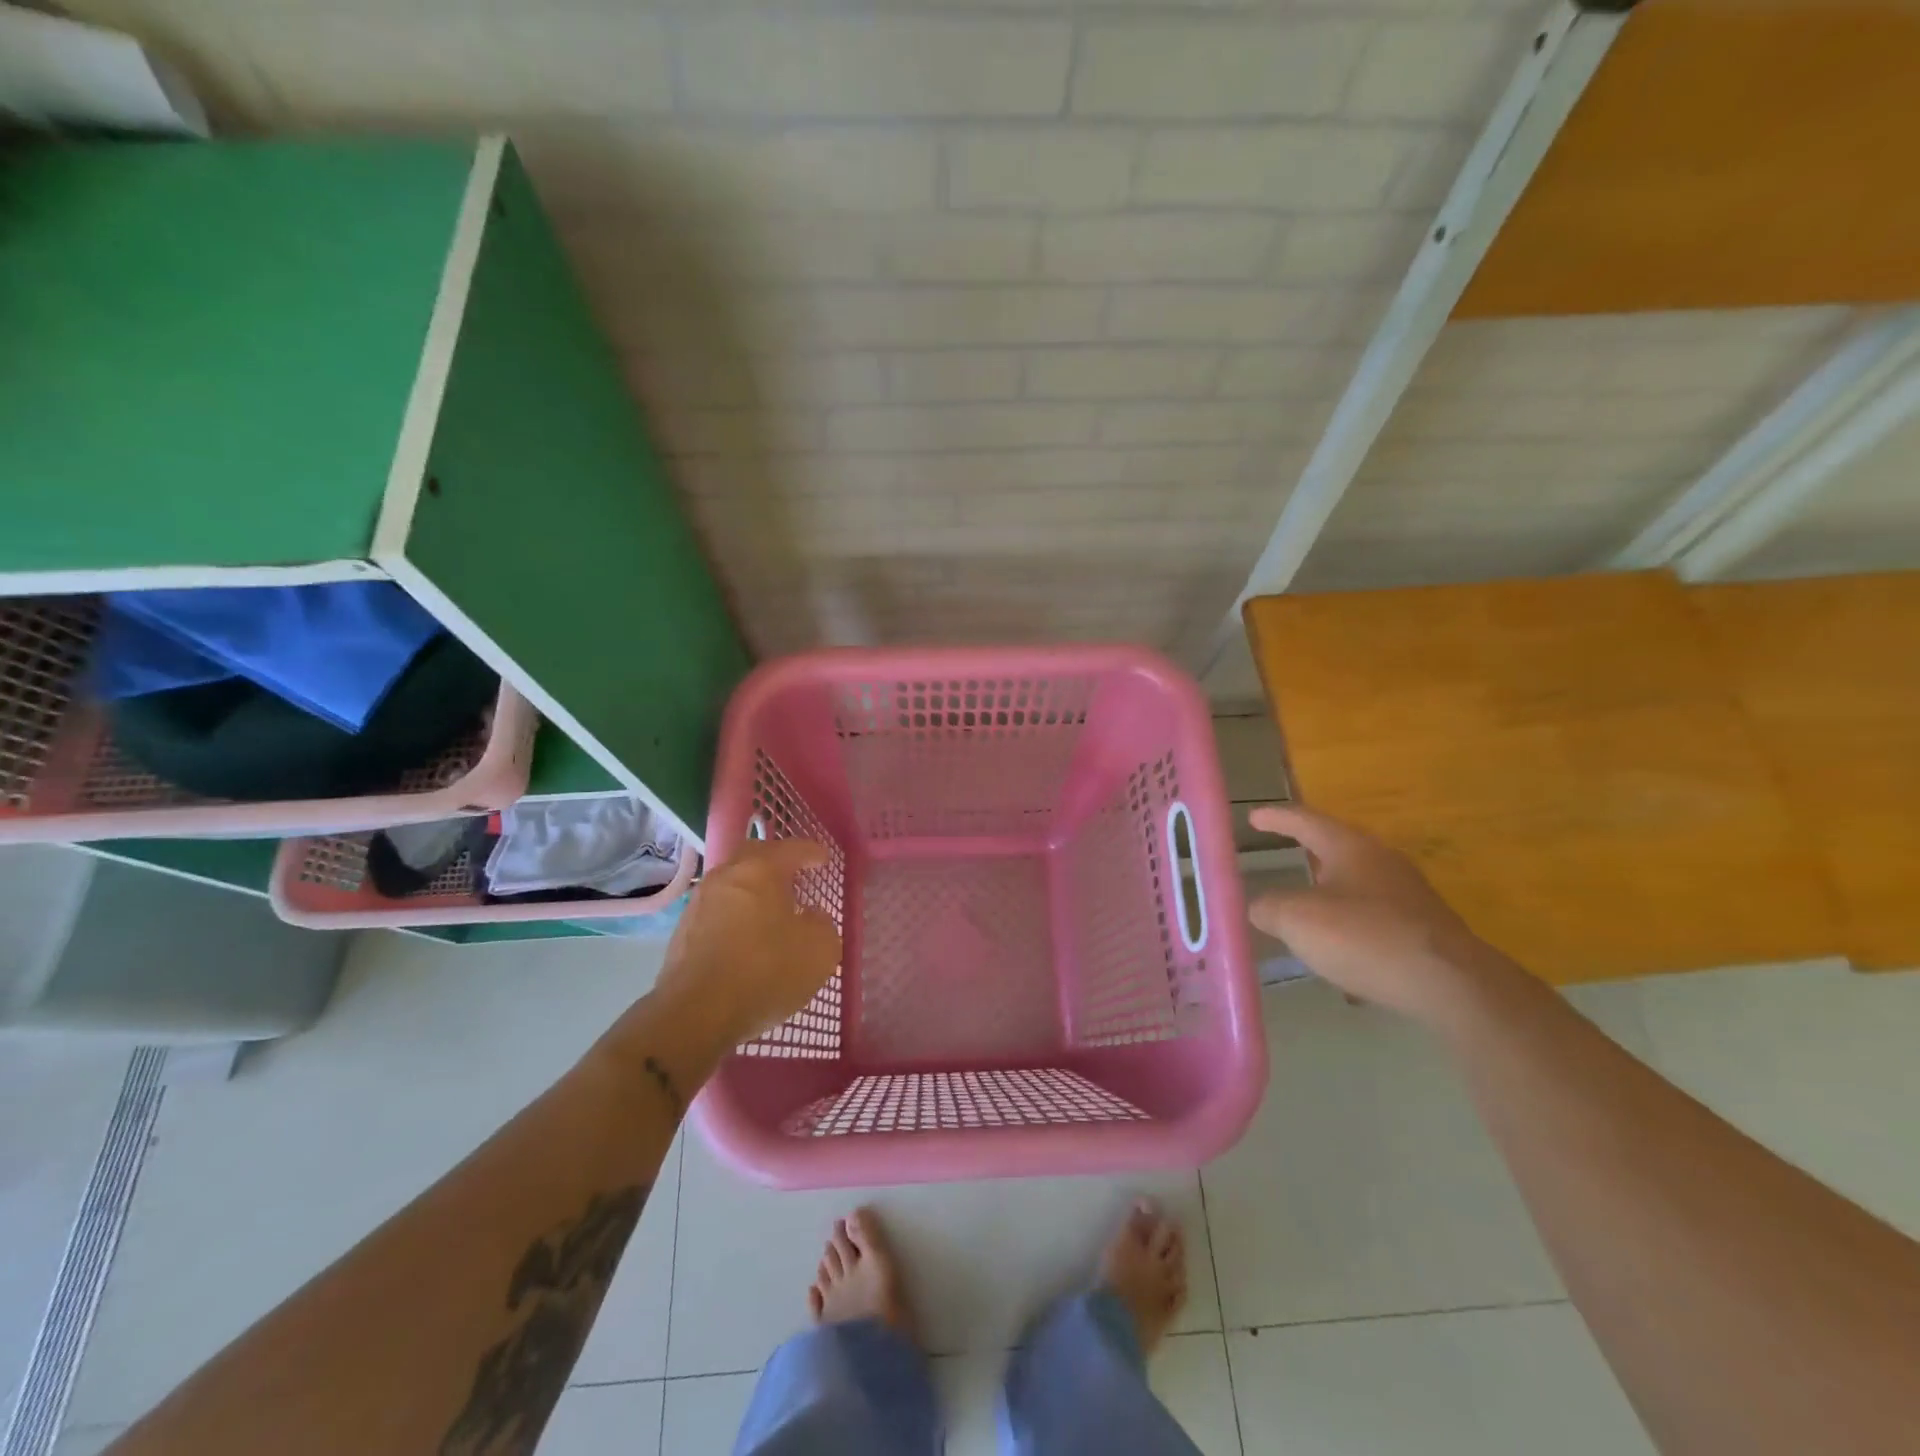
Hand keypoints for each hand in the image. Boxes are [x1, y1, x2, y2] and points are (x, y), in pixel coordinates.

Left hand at [652, 839, 842, 1054]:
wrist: (696, 1014)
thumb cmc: (766, 971)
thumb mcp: (819, 950)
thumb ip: (822, 925)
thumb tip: (811, 916)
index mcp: (760, 870)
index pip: (791, 849)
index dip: (811, 852)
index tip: (823, 859)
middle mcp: (726, 877)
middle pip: (754, 857)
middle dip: (776, 862)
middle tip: (794, 875)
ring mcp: (699, 904)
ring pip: (732, 884)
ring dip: (753, 890)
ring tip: (771, 909)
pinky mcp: (683, 933)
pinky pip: (718, 911)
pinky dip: (736, 915)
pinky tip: (746, 937)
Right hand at [1247, 804, 1503, 1022]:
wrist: (1451, 984)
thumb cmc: (1364, 937)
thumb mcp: (1296, 920)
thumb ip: (1269, 908)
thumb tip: (1260, 907)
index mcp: (1350, 847)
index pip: (1306, 821)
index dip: (1277, 818)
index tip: (1253, 817)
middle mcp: (1382, 862)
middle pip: (1337, 848)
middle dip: (1309, 853)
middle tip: (1284, 855)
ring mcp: (1408, 895)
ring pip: (1358, 884)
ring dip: (1330, 893)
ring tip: (1306, 909)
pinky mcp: (1423, 929)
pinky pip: (1375, 917)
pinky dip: (1350, 925)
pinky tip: (1340, 952)